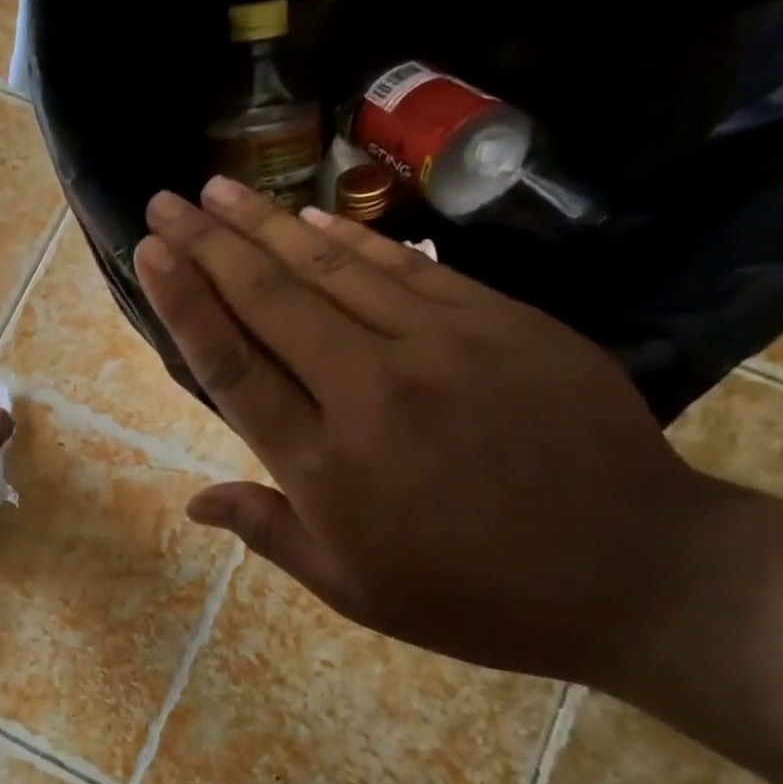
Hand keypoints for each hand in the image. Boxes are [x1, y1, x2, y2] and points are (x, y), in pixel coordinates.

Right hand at [133, 177, 726, 684]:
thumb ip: (268, 532)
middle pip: (270, 300)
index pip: (232, 364)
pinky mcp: (498, 322)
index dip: (184, 302)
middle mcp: (367, 391)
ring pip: (330, 270)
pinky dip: (349, 237)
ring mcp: (438, 347)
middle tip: (166, 201)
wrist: (632, 573)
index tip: (150, 252)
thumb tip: (194, 502)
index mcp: (323, 465)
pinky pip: (406, 267)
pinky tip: (306, 214)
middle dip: (207, 244)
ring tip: (218, 188)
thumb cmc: (472, 595)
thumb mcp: (352, 589)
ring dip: (266, 224)